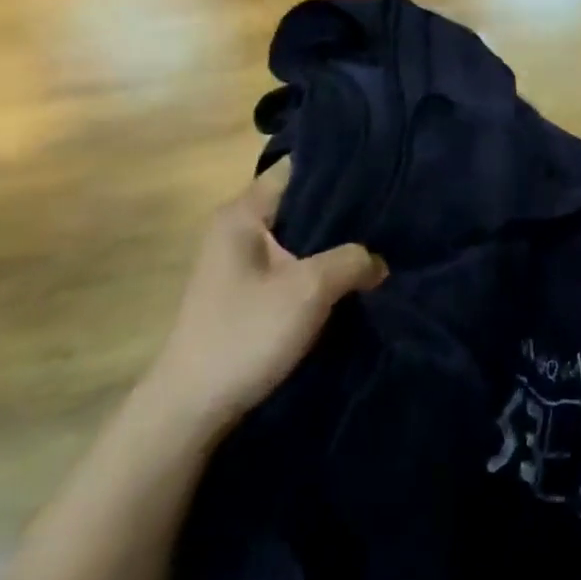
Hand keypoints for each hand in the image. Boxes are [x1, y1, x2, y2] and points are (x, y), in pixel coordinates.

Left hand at [143, 161, 386, 438]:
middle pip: (302, 200)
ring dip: (334, 241)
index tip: (381, 172)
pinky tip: (352, 273)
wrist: (190, 412)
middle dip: (344, 206)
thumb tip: (379, 262)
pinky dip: (321, 265)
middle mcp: (238, 228)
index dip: (340, 166)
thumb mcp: (310, 290)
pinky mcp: (248, 291)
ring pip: (301, 235)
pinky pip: (294, 262)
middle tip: (389, 208)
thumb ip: (353, 260)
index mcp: (243, 213)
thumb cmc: (244, 335)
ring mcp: (241, 261)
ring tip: (380, 238)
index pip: (298, 167)